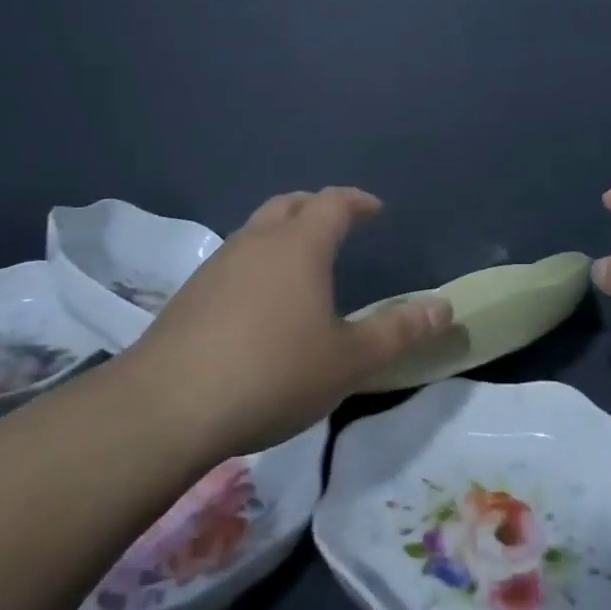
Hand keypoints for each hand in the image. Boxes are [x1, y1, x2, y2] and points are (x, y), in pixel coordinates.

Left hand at [122, 188, 450, 457]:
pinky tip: (258, 305)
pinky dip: (256, 265)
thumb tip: (444, 308)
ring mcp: (217, 266)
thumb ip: (398, 332)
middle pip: (289, 204)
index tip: (376, 210)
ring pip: (256, 231)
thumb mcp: (348, 360)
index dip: (358, 201)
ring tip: (301, 266)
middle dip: (317, 207)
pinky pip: (233, 262)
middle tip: (339, 226)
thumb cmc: (272, 373)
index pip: (334, 202)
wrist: (166, 408)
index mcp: (299, 245)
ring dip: (283, 235)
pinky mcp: (188, 296)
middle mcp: (257, 242)